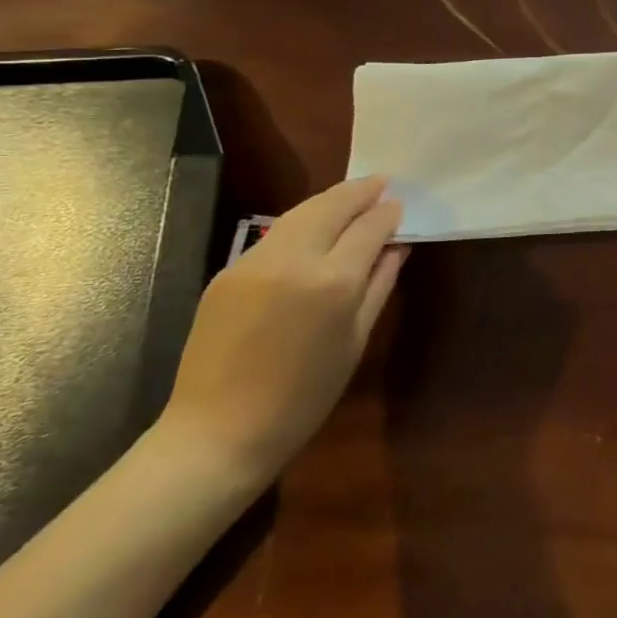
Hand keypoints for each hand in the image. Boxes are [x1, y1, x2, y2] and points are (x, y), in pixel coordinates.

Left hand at [158, 177, 405, 487]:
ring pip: (301, 212)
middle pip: (333, 205)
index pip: (369, 227)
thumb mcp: (355, 341)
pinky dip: (302, 222)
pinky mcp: (228, 272)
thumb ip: (379, 284)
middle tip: (381, 183)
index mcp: (333, 282)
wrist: (216, 434)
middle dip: (360, 191)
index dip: (388, 213)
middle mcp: (294, 260)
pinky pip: (276, 234)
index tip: (400, 205)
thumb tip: (397, 246)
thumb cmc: (303, 397)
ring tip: (353, 196)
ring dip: (331, 200)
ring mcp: (254, 262)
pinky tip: (315, 228)